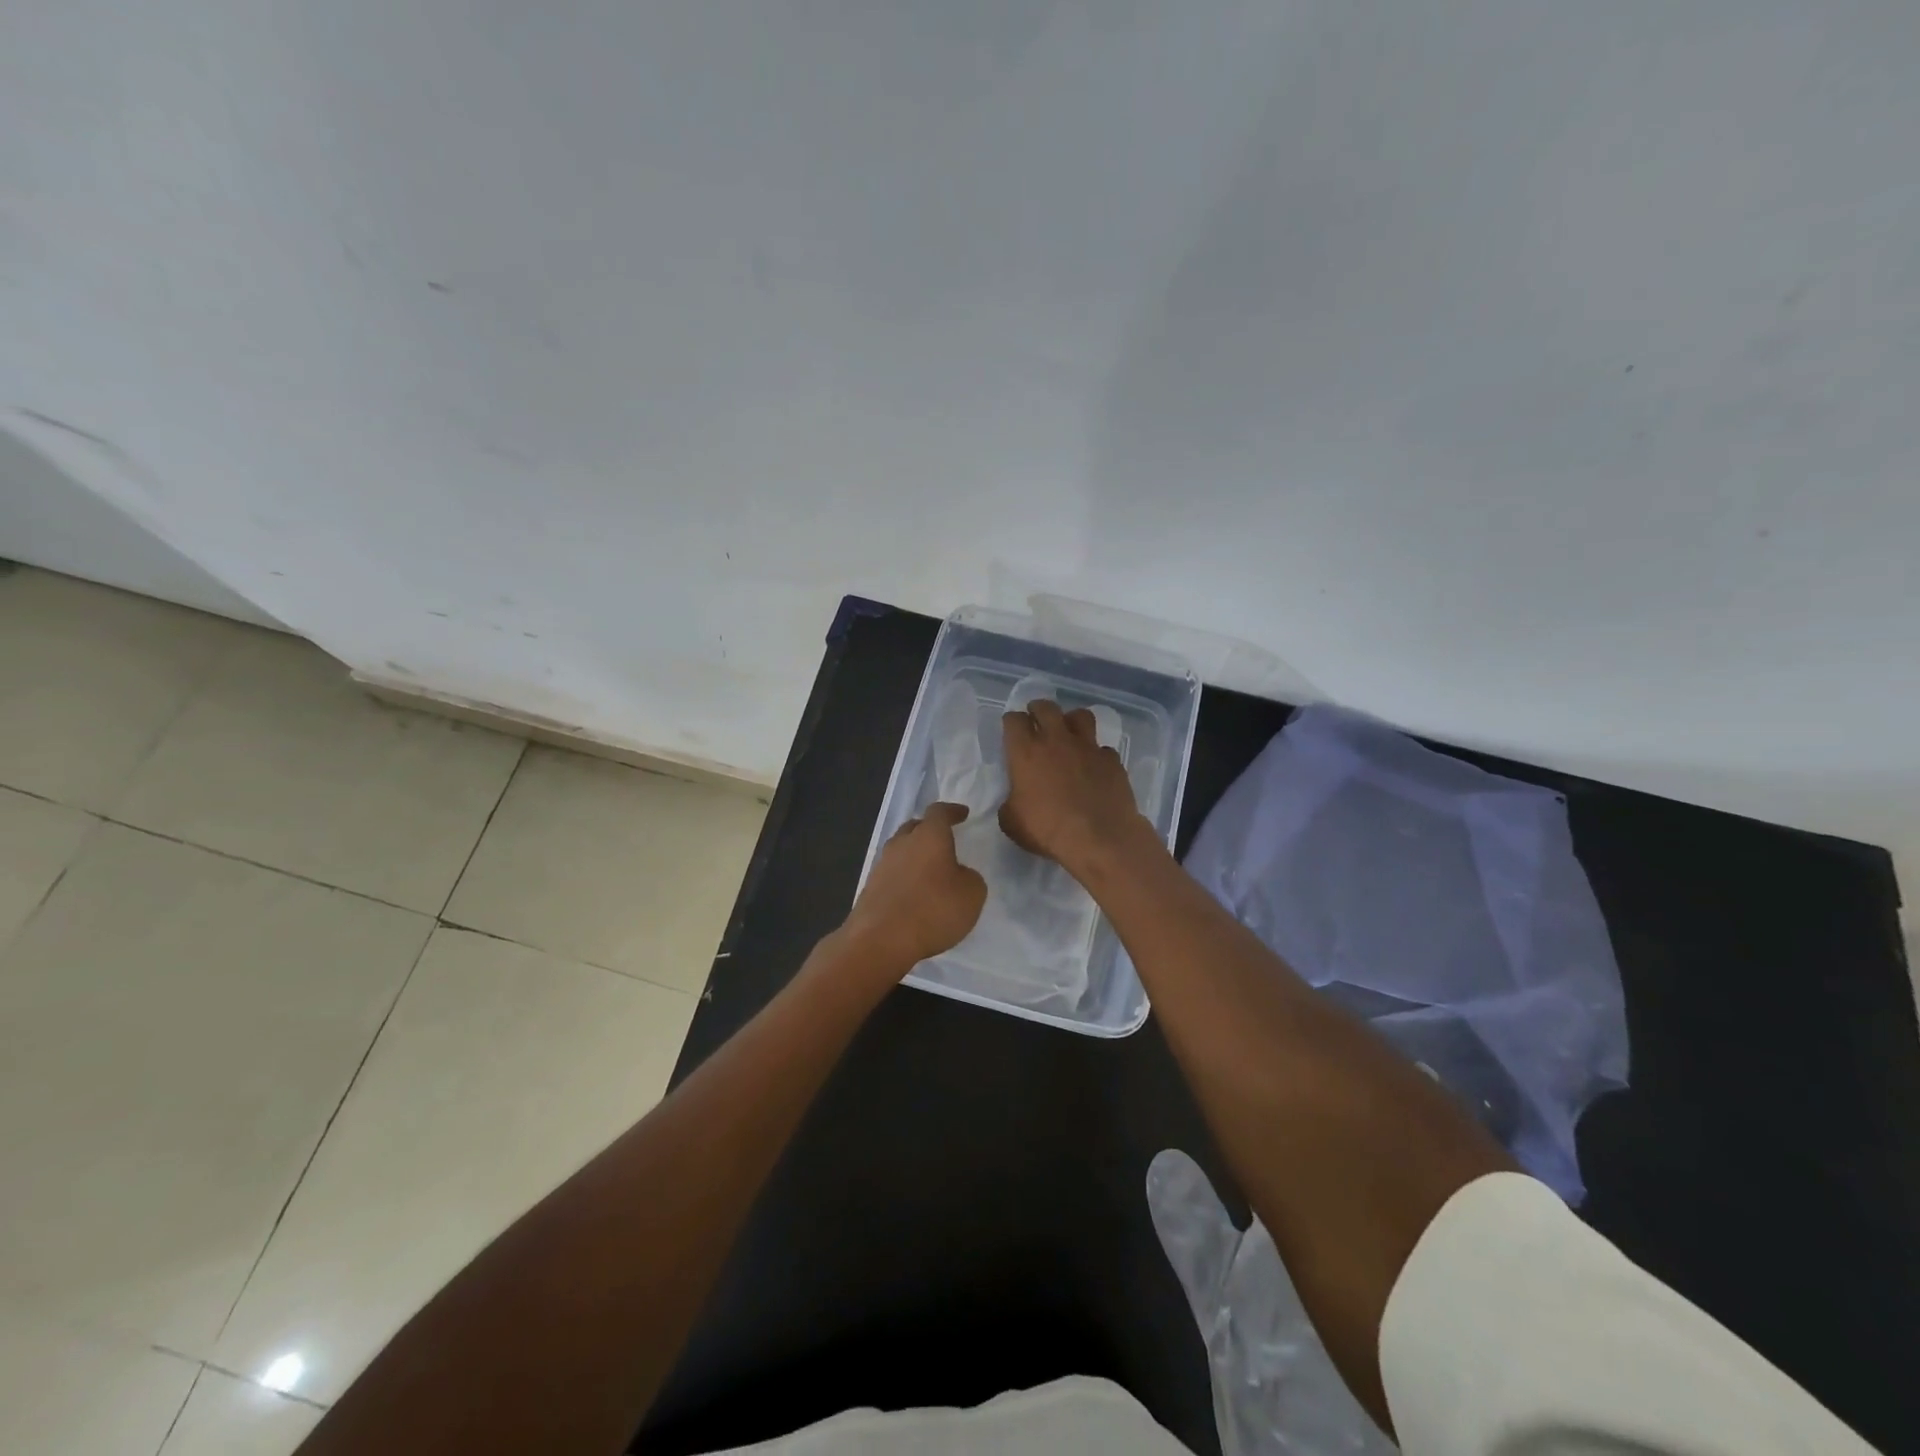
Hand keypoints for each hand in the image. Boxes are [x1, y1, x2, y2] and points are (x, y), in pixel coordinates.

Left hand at [840, 802, 986, 970]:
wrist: (880, 940)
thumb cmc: (933, 910)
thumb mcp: (972, 894)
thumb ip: (970, 877)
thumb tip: (958, 874)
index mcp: (929, 836)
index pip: (939, 812)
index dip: (952, 811)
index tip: (962, 814)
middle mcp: (902, 843)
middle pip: (915, 827)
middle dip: (930, 830)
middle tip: (944, 840)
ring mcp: (882, 864)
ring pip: (901, 849)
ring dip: (915, 855)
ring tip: (930, 869)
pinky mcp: (870, 887)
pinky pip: (892, 873)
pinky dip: (904, 877)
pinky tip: (914, 892)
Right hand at [1000, 700, 1154, 875]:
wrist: (1099, 838)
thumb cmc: (1047, 829)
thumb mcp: (1011, 822)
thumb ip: (1010, 803)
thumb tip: (1015, 799)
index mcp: (1026, 752)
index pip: (1014, 720)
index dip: (1011, 722)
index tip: (1012, 730)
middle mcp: (1056, 740)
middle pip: (1046, 707)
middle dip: (1038, 710)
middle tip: (1037, 720)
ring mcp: (1088, 747)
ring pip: (1080, 716)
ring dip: (1071, 721)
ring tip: (1069, 733)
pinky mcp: (1112, 760)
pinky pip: (1103, 748)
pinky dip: (1097, 754)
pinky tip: (1094, 767)